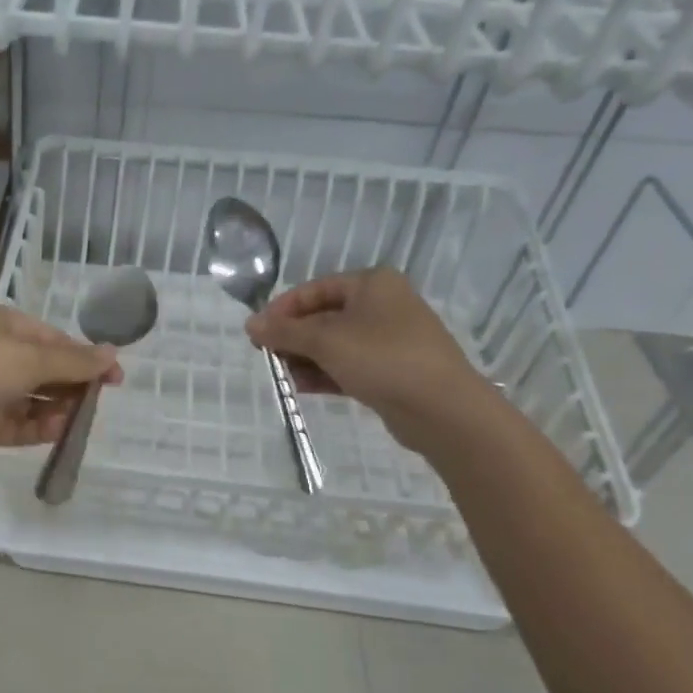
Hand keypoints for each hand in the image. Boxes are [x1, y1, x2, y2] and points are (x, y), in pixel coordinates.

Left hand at [0, 307, 122, 459]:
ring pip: (34, 402)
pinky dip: (38, 430)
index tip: (116, 380)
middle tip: (98, 406)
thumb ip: (72, 362)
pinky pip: (17, 427)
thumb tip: (113, 354)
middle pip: (47, 373)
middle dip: (73, 388)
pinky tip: (58, 433)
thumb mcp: (29, 357)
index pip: (57, 342)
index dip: (87, 360)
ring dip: (57, 411)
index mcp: (9, 328)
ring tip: (79, 422)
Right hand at [246, 269, 501, 455]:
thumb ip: (284, 332)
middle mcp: (382, 305)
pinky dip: (325, 373)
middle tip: (268, 358)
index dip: (281, 310)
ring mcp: (389, 339)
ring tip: (284, 377)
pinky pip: (349, 365)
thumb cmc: (382, 359)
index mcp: (372, 284)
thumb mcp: (325, 341)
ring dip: (306, 358)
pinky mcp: (392, 370)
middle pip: (323, 317)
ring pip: (335, 344)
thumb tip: (249, 324)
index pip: (313, 290)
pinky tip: (302, 387)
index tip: (256, 334)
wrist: (442, 409)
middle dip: (293, 338)